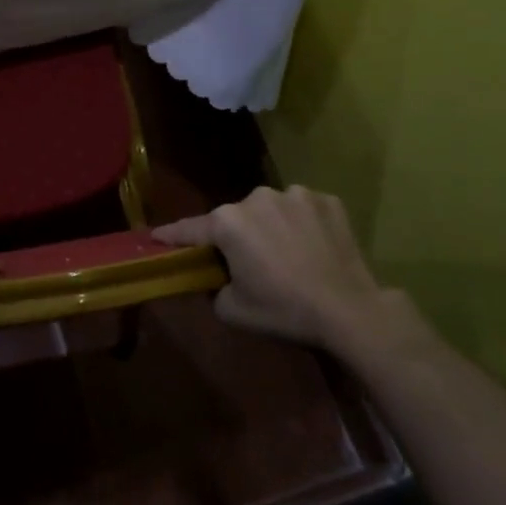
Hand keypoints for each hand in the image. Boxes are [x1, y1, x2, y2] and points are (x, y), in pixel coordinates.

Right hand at [153, 186, 431, 369]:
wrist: (350, 310)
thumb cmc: (284, 309)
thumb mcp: (233, 310)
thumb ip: (213, 288)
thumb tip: (217, 278)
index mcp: (228, 222)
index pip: (191, 229)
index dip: (172, 236)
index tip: (156, 236)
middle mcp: (256, 198)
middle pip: (234, 218)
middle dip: (234, 236)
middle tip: (245, 262)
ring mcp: (295, 194)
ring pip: (270, 209)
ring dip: (269, 226)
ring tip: (285, 254)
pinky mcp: (327, 200)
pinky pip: (302, 209)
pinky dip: (301, 223)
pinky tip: (312, 246)